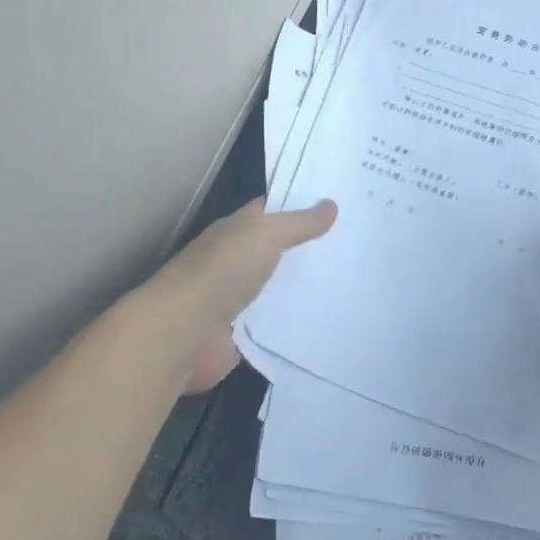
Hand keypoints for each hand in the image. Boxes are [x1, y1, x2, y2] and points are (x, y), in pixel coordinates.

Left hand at [142, 197, 336, 393]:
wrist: (184, 332)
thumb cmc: (222, 272)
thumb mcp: (265, 235)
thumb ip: (299, 223)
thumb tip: (331, 205)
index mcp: (235, 231)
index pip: (271, 211)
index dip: (301, 205)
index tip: (339, 205)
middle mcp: (235, 261)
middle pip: (277, 250)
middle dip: (310, 248)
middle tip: (355, 247)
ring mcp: (237, 299)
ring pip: (278, 287)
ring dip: (304, 286)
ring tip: (351, 283)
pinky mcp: (241, 334)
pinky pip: (275, 323)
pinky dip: (295, 320)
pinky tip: (327, 318)